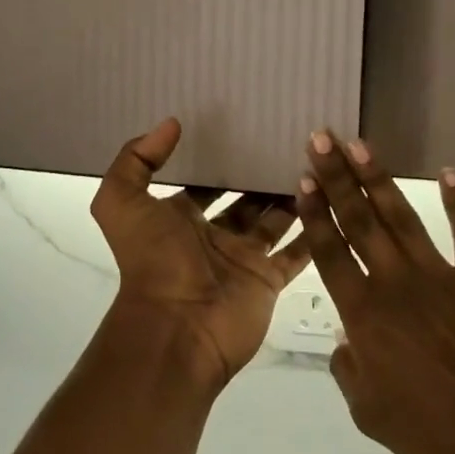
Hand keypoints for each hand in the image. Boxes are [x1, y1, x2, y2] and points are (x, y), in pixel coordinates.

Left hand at [90, 119, 310, 386]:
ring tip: (317, 160)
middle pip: (242, 198)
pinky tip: (333, 199)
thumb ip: (136, 160)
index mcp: (177, 218)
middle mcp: (212, 236)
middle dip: (260, 174)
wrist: (177, 329)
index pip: (202, 182)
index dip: (218, 158)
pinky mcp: (268, 279)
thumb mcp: (121, 203)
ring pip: (273, 220)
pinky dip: (313, 231)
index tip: (244, 126)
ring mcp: (243, 258)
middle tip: (290, 138)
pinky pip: (296, 252)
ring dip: (290, 196)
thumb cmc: (151, 261)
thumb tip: (171, 124)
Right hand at [297, 130, 454, 453]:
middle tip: (320, 139)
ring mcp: (442, 277)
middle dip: (337, 177)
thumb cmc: (437, 435)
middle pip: (360, 221)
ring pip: (402, 218)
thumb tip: (345, 341)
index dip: (315, 213)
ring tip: (359, 145)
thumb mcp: (371, 415)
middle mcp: (396, 284)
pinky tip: (449, 173)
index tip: (304, 179)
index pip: (331, 252)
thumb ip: (348, 371)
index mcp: (365, 316)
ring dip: (378, 179)